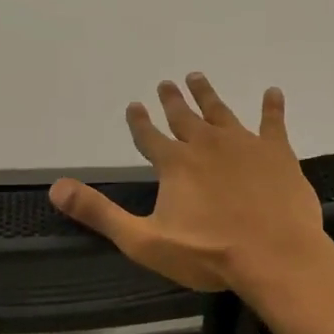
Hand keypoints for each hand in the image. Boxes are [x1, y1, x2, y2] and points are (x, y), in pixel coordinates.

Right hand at [49, 73, 331, 297]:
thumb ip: (100, 213)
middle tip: (167, 82)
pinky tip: (273, 92)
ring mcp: (243, 145)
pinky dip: (272, 107)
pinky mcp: (277, 153)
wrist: (275, 256)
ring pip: (220, 112)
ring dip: (207, 95)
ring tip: (197, 77)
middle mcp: (205, 144)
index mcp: (175, 164)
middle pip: (183, 117)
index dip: (139, 121)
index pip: (149, 136)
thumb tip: (56, 188)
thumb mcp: (144, 240)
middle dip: (172, 100)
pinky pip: (273, 122)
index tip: (134, 105)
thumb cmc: (208, 253)